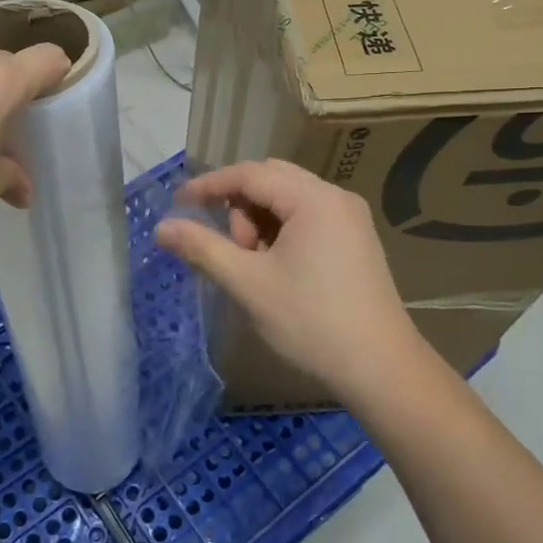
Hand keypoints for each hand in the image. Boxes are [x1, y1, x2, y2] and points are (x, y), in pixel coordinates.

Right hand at [154, 159, 420, 402]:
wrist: (381, 369)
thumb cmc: (311, 322)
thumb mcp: (248, 284)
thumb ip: (202, 248)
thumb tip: (161, 228)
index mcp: (313, 199)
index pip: (249, 173)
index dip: (209, 185)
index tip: (178, 204)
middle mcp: (335, 197)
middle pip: (270, 180)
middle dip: (238, 206)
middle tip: (229, 248)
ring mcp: (350, 218)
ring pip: (288, 199)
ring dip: (259, 221)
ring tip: (253, 265)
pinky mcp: (355, 240)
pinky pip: (307, 217)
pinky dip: (281, 231)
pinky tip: (275, 268)